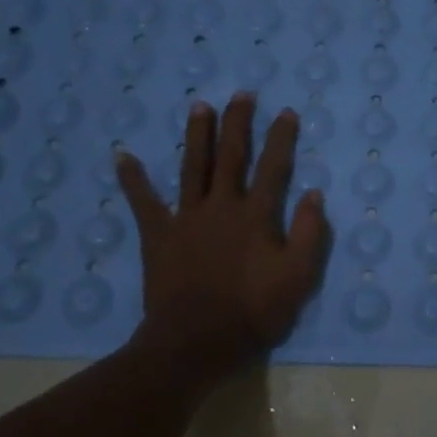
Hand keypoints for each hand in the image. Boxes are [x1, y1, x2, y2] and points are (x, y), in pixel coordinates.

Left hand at [115, 93, 330, 366]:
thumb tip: (313, 193)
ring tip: (199, 106)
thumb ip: (308, 233)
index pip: (273, 168)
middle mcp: (221, 206)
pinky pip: (143, 202)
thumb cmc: (253, 312)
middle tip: (241, 94)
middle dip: (238, 123)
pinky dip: (133, 179)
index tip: (286, 112)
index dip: (281, 139)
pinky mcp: (158, 235)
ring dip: (197, 136)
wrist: (195, 342)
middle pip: (231, 156)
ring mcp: (186, 218)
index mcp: (256, 216)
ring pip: (193, 167)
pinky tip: (123, 155)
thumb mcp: (298, 278)